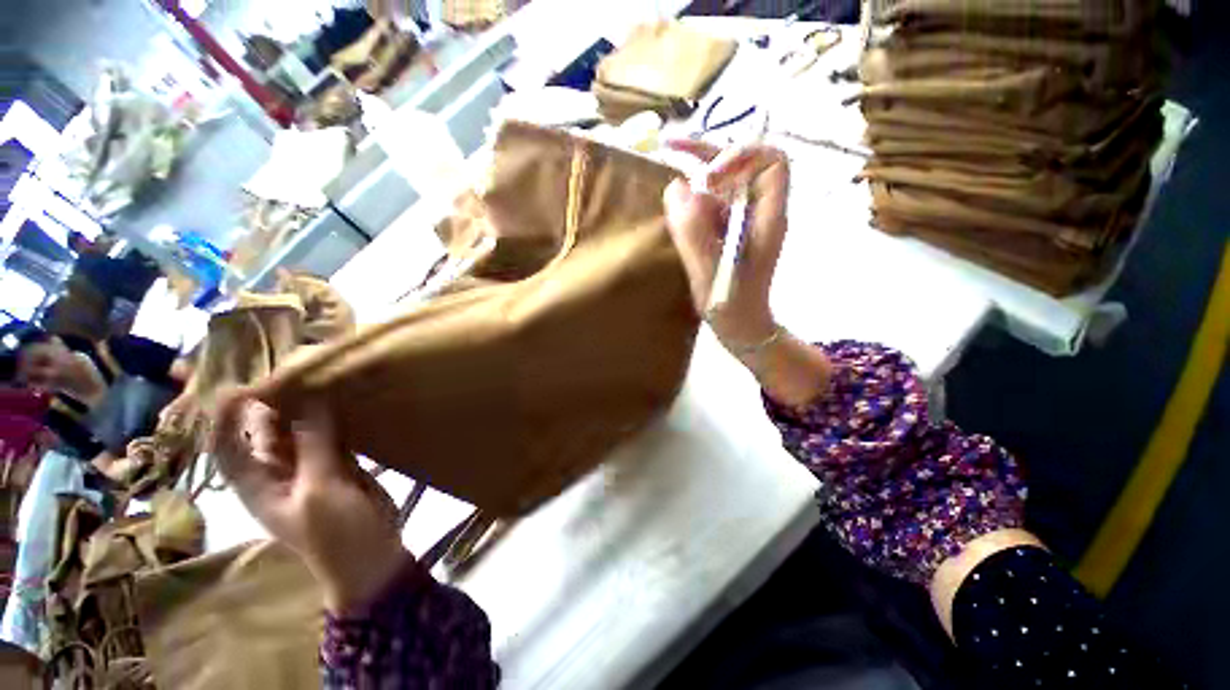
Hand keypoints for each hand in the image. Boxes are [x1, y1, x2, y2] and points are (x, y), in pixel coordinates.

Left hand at [210, 388, 408, 613]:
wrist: (371, 557)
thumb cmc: (335, 534)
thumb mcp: (320, 491)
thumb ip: (314, 446)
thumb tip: (310, 400)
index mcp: (257, 485)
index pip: (227, 446)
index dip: (226, 417)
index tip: (241, 385)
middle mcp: (277, 471)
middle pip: (263, 432)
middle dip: (269, 403)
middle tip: (289, 370)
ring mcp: (310, 466)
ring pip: (300, 430)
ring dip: (305, 406)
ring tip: (318, 376)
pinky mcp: (340, 464)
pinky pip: (330, 434)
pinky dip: (334, 416)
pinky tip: (345, 398)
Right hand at [664, 141, 831, 406]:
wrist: (741, 327)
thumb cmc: (732, 307)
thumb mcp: (710, 272)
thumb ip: (694, 232)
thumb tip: (676, 186)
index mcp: (768, 218)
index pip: (771, 162)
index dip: (740, 157)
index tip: (707, 179)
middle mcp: (759, 212)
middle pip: (743, 164)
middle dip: (708, 153)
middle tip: (670, 146)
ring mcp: (743, 220)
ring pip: (724, 181)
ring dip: (696, 176)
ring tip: (669, 184)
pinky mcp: (727, 230)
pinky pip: (711, 203)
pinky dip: (691, 200)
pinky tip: (674, 212)